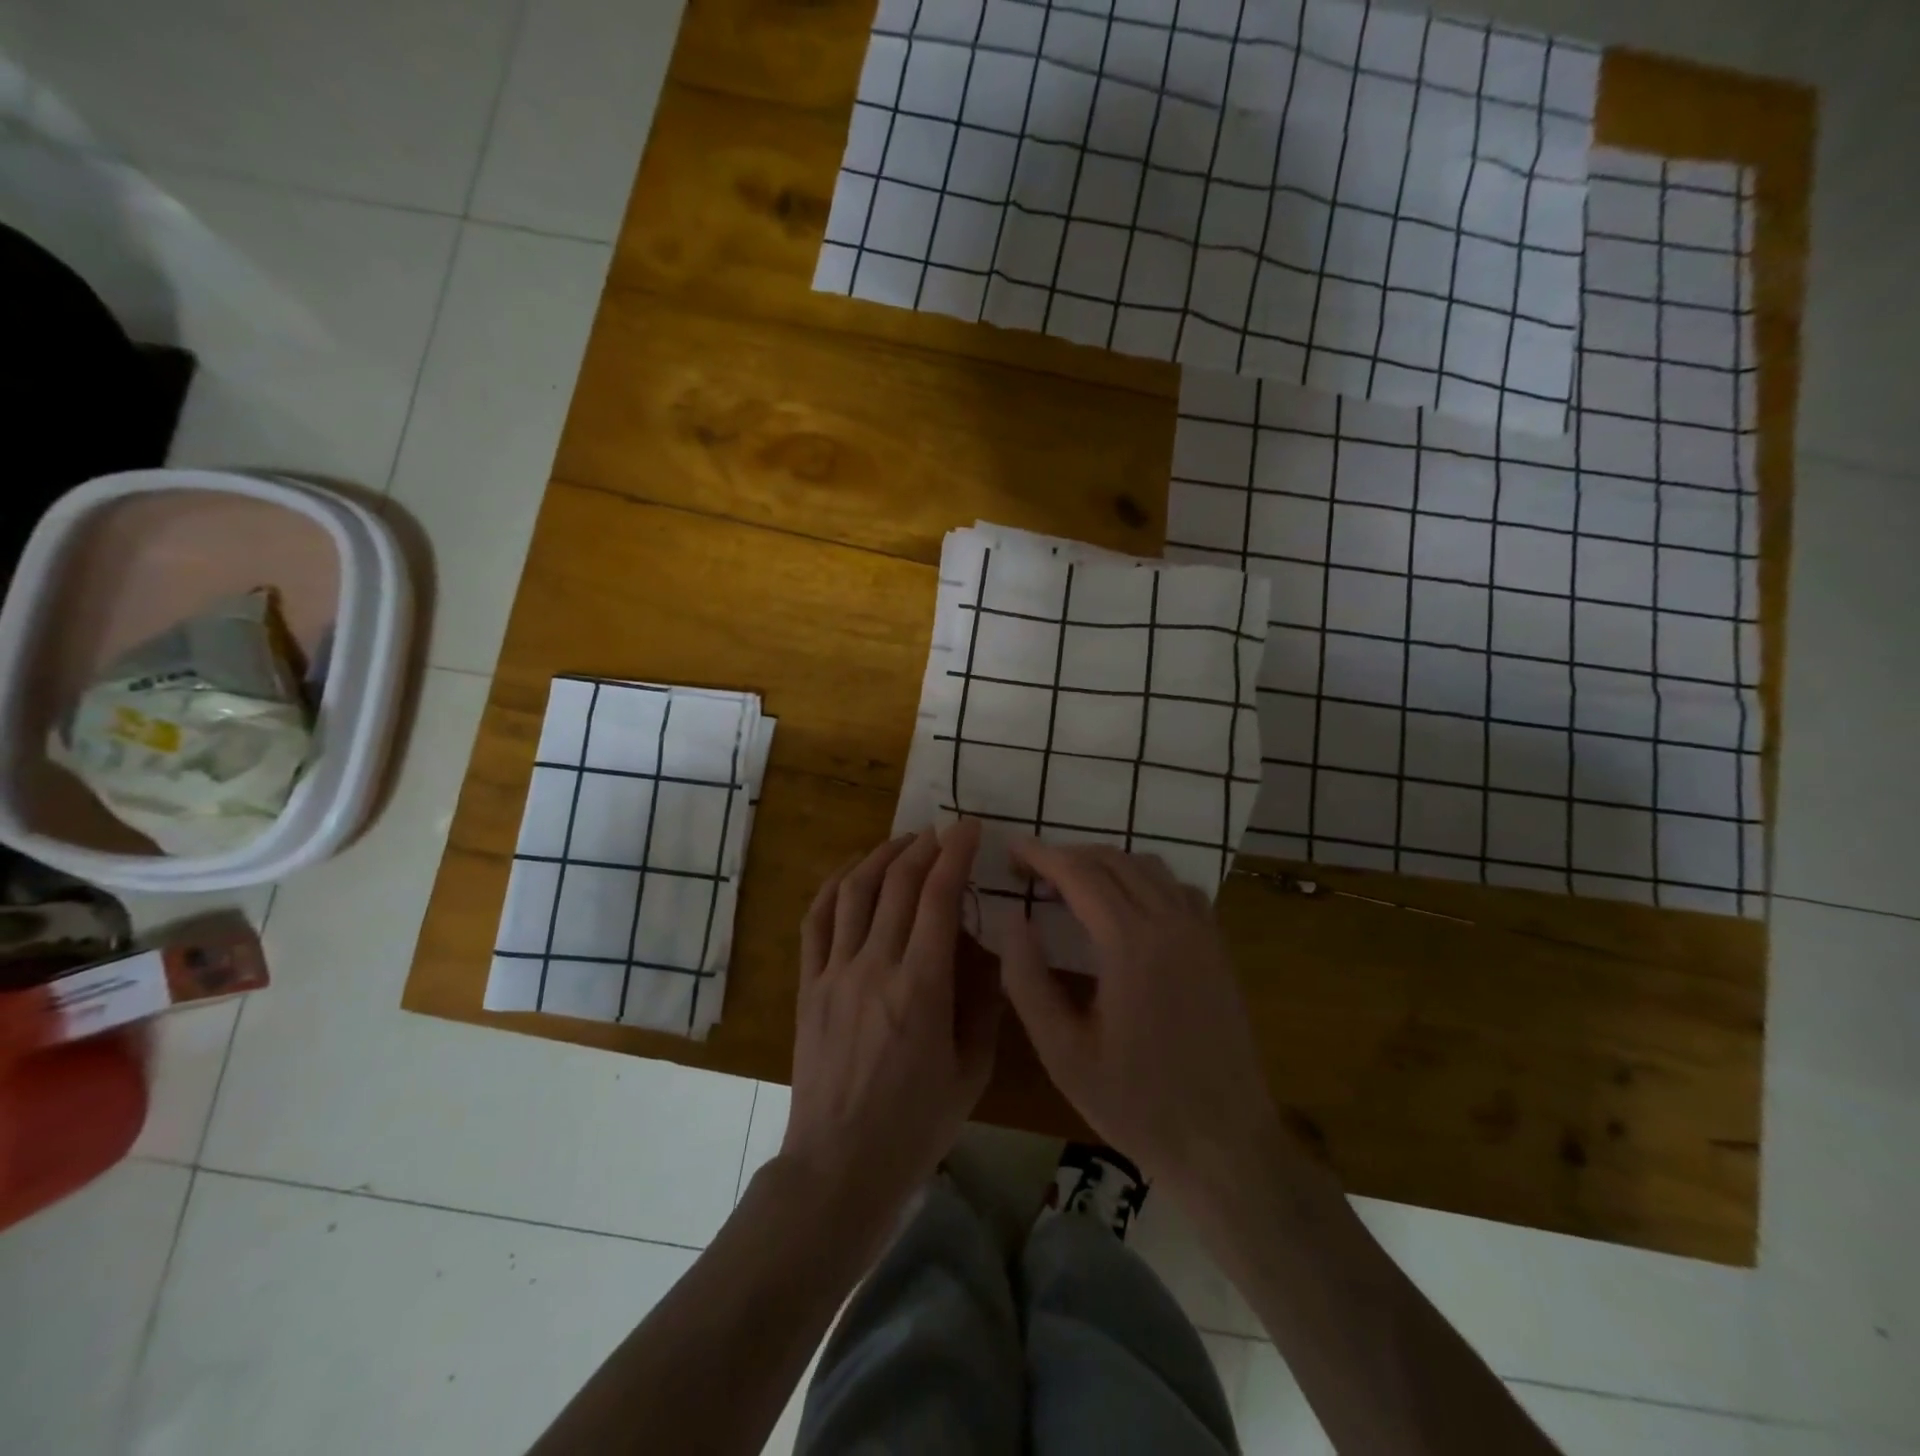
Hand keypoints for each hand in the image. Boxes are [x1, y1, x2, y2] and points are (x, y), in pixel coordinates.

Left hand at [781, 820, 1000, 1251]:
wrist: (839, 1167)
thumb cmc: (916, 1126)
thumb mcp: (972, 1071)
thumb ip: (984, 1005)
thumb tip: (987, 954)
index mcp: (921, 988)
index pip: (939, 898)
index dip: (955, 854)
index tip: (969, 827)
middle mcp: (874, 967)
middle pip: (897, 884)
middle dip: (924, 846)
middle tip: (943, 831)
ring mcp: (834, 974)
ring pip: (854, 892)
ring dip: (881, 856)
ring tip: (904, 841)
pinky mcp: (808, 986)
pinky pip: (816, 921)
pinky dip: (834, 886)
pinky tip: (852, 872)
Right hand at [998, 839, 1284, 1194]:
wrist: (1223, 1143)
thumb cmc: (1135, 1103)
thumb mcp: (1062, 1052)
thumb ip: (1028, 980)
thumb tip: (1013, 921)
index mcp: (1131, 944)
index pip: (1079, 874)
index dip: (1041, 855)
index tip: (1011, 849)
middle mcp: (1171, 923)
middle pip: (1114, 861)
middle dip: (1069, 856)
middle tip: (1033, 872)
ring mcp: (1202, 933)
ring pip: (1149, 867)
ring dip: (1106, 864)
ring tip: (1073, 885)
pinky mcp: (1218, 948)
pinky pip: (1178, 889)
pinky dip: (1145, 880)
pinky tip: (1128, 907)